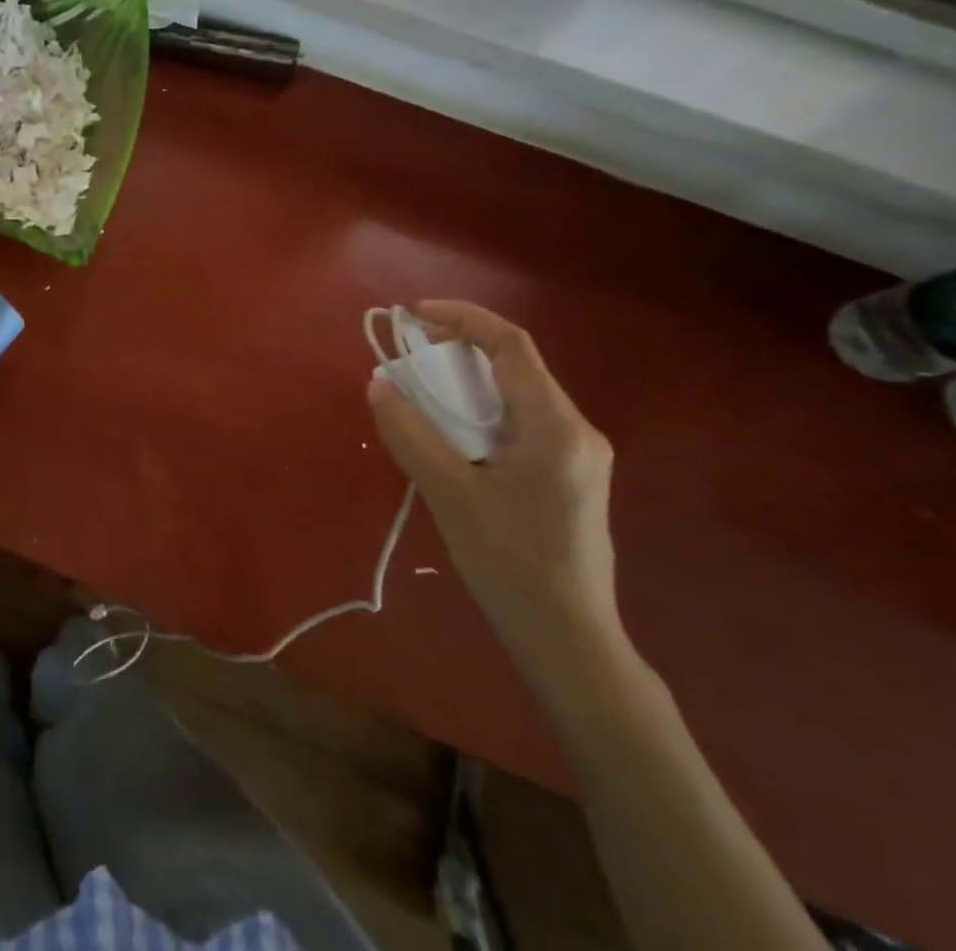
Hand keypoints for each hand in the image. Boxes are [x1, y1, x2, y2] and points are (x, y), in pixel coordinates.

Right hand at [367, 300, 620, 683]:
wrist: (568, 639)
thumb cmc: (510, 564)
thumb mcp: (449, 494)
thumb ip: (411, 433)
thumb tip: (378, 384)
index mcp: (556, 427)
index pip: (511, 345)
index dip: (462, 318)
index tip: (413, 315)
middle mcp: (576, 430)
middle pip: (515, 366)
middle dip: (458, 349)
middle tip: (407, 353)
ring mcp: (577, 455)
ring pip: (516, 395)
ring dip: (466, 382)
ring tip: (420, 390)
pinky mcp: (568, 476)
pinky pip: (520, 422)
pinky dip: (479, 411)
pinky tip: (450, 433)